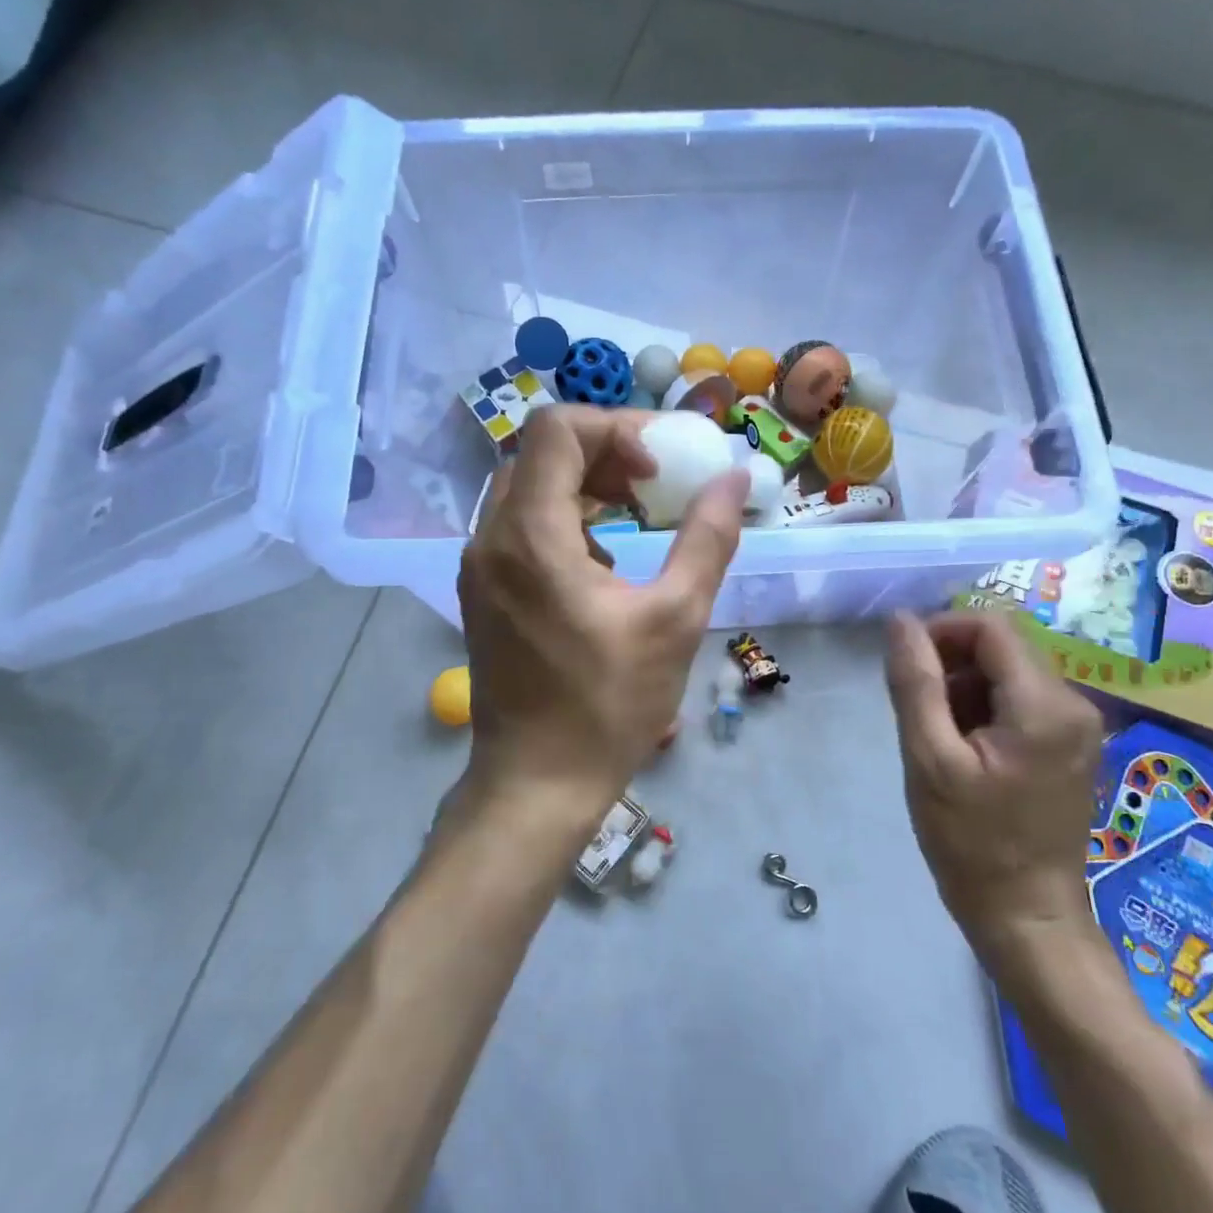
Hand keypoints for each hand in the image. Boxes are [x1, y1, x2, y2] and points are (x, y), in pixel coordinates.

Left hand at [458, 405, 749, 827]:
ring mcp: (478, 564)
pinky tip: (602, 561)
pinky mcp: (481, 588)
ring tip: (635, 515)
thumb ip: (707, 538)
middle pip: (540, 452)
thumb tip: (734, 477)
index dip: (616, 430)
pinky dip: (562, 517)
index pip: (557, 429)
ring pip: (526, 486)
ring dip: (583, 484)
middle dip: (604, 453)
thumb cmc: (608, 705)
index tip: (659, 470)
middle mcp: (490, 537)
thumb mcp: (675, 619)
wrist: (536, 783)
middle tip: (654, 484)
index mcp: (531, 535)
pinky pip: (518, 523)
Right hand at [883, 609, 1103, 969]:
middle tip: (918, 708)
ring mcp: (1078, 725)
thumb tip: (900, 619)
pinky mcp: (1071, 743)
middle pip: (1002, 646)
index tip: (906, 667)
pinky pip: (1020, 699)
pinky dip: (984, 707)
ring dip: (965, 687)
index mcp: (1045, 703)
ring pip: (1008, 671)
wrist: (1026, 915)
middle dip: (951, 663)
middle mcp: (1074, 702)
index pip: (990, 626)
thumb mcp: (929, 758)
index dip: (941, 631)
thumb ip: (915, 682)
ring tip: (939, 735)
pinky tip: (964, 747)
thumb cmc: (971, 841)